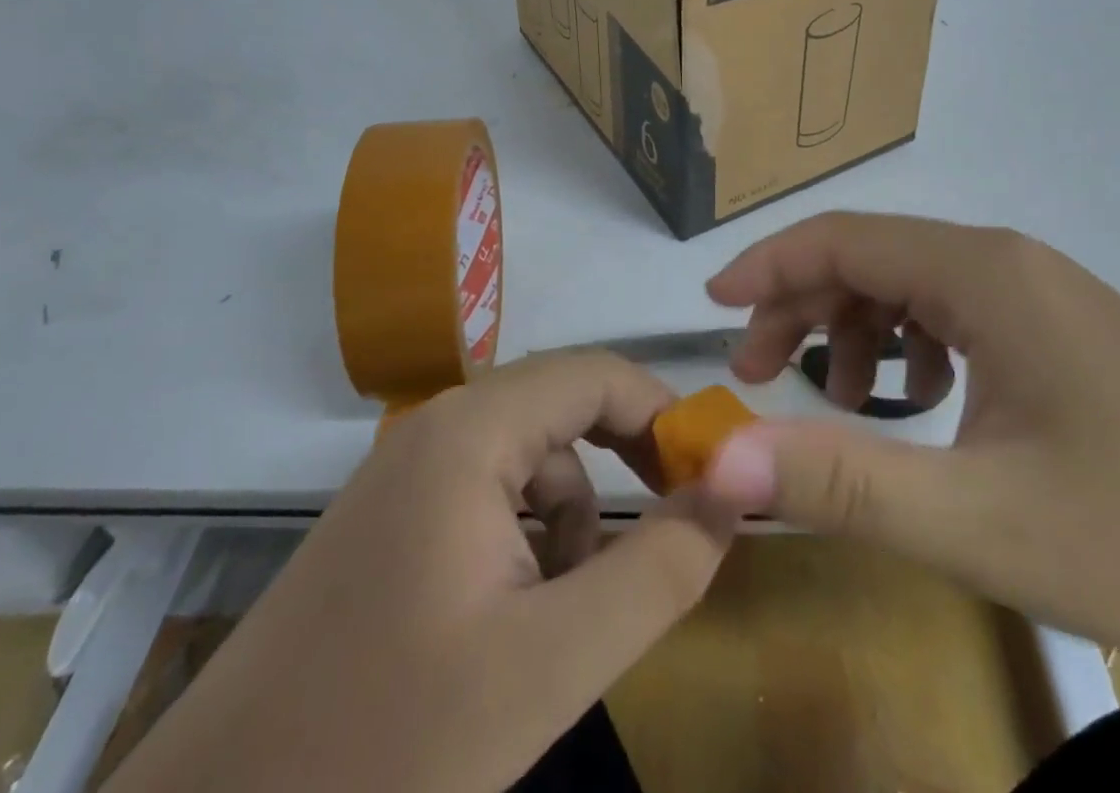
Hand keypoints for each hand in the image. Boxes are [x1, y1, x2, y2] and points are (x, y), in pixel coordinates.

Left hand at [108, 352, 734, 792]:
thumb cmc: (387, 745)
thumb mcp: (552, 664)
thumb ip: (658, 569)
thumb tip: (732, 491)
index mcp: (471, 430)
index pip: (597, 374)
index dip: (664, 416)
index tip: (710, 482)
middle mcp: (437, 426)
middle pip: (564, 412)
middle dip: (619, 473)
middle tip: (659, 545)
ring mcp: (407, 471)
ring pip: (530, 462)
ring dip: (569, 524)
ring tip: (562, 621)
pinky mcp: (391, 519)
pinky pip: (489, 496)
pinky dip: (524, 543)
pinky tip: (508, 624)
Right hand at [697, 211, 1119, 686]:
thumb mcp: (975, 520)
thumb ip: (839, 481)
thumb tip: (722, 460)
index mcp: (983, 274)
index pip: (843, 239)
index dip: (766, 265)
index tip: (711, 307)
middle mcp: (1010, 263)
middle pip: (872, 259)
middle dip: (802, 308)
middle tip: (756, 373)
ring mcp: (1044, 295)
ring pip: (913, 287)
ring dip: (857, 333)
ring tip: (840, 405)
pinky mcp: (1065, 333)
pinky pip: (958, 316)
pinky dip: (913, 350)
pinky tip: (924, 407)